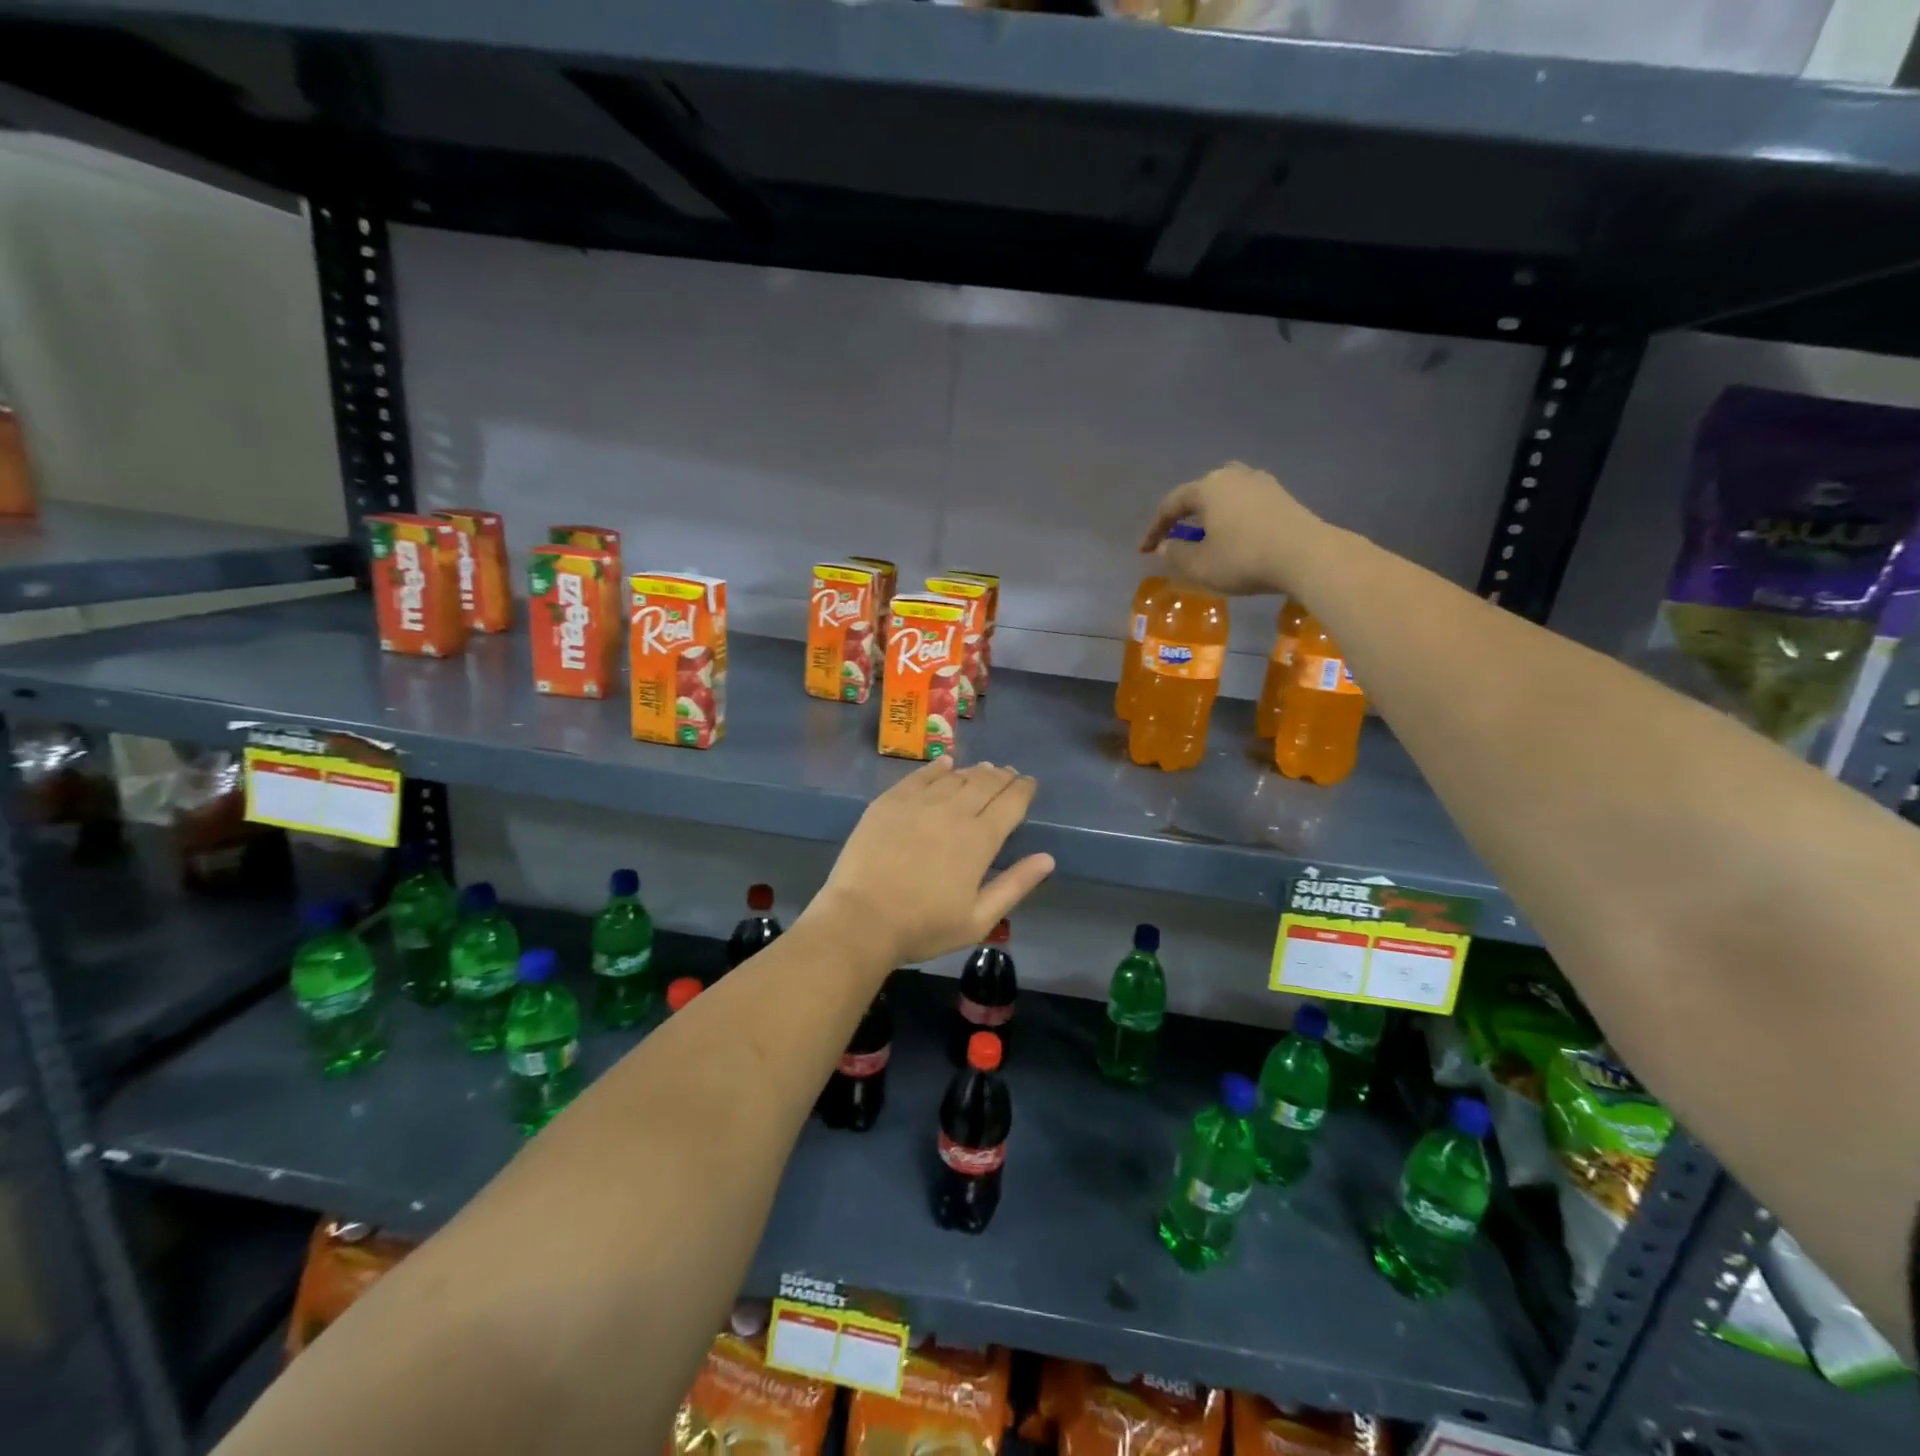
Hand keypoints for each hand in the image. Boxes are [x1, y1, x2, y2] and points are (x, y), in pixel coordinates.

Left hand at [811, 758, 1054, 965]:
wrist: (861, 919)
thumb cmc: (924, 926)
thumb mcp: (978, 919)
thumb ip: (1015, 885)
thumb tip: (1047, 859)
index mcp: (980, 839)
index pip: (1011, 803)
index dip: (1023, 790)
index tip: (1029, 783)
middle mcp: (953, 811)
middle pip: (985, 783)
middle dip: (1002, 777)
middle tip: (1009, 774)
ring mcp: (919, 802)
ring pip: (955, 777)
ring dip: (975, 772)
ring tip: (984, 770)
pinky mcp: (890, 801)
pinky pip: (920, 776)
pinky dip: (937, 767)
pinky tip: (945, 764)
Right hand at [1140, 462, 1323, 597]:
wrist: (1306, 555)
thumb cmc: (1244, 559)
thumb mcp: (1200, 565)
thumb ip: (1176, 554)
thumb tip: (1165, 545)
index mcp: (1207, 488)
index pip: (1171, 505)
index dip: (1154, 529)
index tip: (1144, 551)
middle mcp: (1232, 476)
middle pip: (1199, 493)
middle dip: (1184, 515)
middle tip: (1176, 537)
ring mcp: (1261, 482)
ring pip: (1225, 494)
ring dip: (1211, 513)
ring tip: (1206, 533)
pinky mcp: (1282, 496)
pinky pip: (1246, 502)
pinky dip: (1233, 516)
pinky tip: (1235, 534)